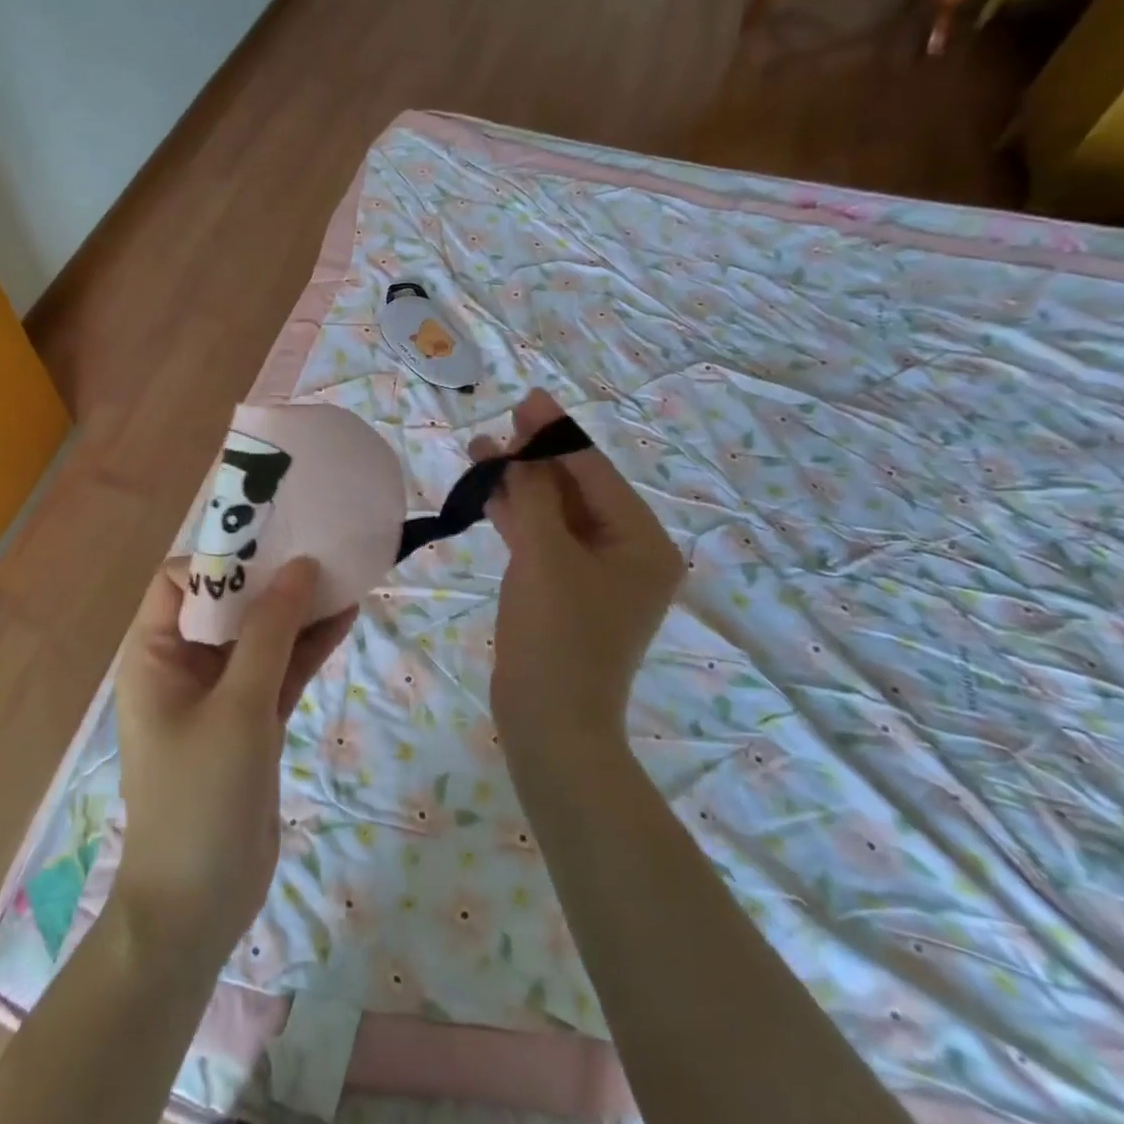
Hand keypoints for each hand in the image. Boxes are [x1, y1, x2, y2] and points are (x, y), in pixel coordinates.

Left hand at [112, 557, 356, 959]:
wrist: (198, 908)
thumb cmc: (200, 798)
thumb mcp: (237, 708)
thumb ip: (269, 634)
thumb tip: (299, 566)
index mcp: (156, 654)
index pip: (181, 581)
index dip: (223, 559)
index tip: (273, 548)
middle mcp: (184, 665)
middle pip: (227, 603)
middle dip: (271, 578)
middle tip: (321, 550)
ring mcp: (221, 694)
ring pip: (260, 636)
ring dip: (297, 610)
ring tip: (344, 575)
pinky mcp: (251, 720)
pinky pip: (279, 669)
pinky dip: (307, 647)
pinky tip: (346, 617)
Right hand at [470, 389, 683, 754]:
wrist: (550, 723)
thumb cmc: (557, 636)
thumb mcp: (545, 557)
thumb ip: (534, 496)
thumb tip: (524, 448)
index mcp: (641, 541)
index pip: (595, 472)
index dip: (557, 434)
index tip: (526, 400)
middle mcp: (627, 552)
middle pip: (577, 489)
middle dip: (535, 458)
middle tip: (500, 425)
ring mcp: (596, 573)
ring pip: (555, 513)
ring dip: (521, 485)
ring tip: (481, 451)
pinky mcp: (567, 590)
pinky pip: (544, 540)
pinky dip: (518, 517)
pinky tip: (488, 492)